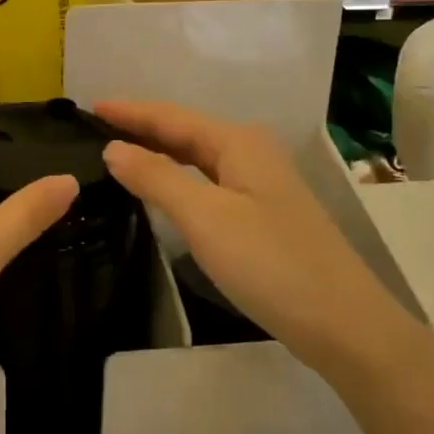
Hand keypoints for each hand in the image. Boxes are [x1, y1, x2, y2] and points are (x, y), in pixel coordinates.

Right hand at [97, 101, 410, 378]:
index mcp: (238, 143)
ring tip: (119, 153)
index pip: (171, 117)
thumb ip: (156, 177)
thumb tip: (113, 147)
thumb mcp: (204, 218)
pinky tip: (163, 191)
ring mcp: (261, 185)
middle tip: (96, 130)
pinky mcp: (263, 215)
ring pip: (198, 158)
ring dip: (159, 153)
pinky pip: (208, 183)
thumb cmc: (270, 263)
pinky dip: (178, 179)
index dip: (130, 111)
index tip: (89, 108)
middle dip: (142, 128)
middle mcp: (251, 154)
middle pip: (186, 132)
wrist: (344, 325)